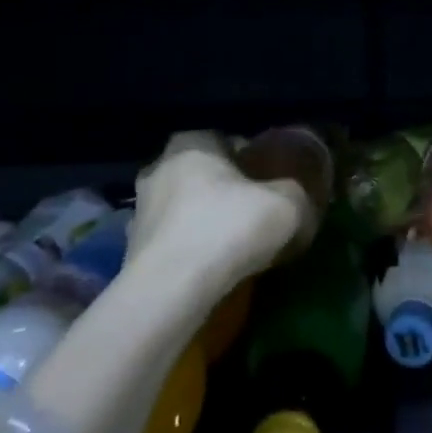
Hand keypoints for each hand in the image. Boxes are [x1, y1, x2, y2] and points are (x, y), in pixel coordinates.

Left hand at [128, 132, 319, 297]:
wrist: (170, 292)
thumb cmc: (228, 229)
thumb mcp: (287, 206)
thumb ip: (298, 194)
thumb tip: (300, 199)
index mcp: (192, 143)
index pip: (229, 140)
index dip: (254, 161)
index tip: (272, 185)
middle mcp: (159, 167)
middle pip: (204, 174)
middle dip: (227, 191)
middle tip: (256, 214)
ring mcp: (140, 209)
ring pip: (185, 208)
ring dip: (205, 221)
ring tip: (234, 246)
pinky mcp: (131, 249)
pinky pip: (172, 240)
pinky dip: (190, 249)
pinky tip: (210, 269)